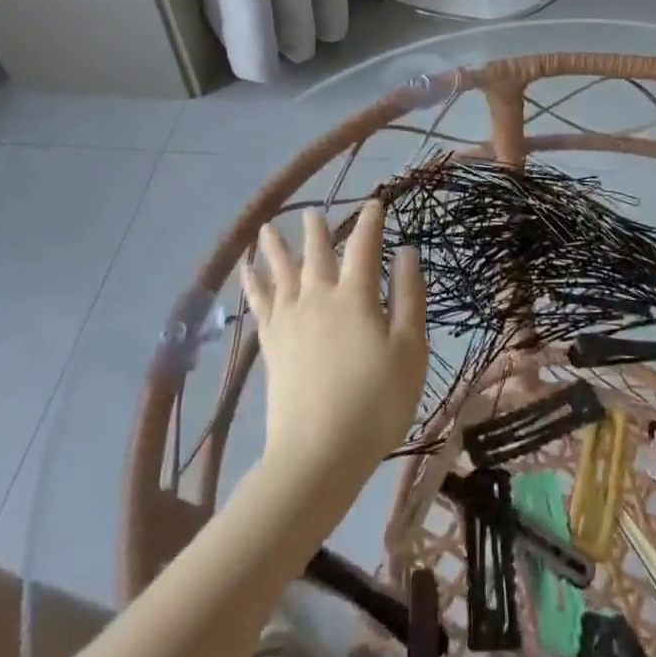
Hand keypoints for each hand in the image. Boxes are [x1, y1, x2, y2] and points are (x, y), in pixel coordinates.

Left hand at [244, 201, 427, 484]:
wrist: (318, 453)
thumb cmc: (376, 402)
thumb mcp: (410, 350)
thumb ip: (409, 297)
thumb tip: (406, 252)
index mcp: (356, 297)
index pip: (364, 248)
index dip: (371, 223)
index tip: (375, 203)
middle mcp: (319, 299)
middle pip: (316, 255)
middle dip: (317, 230)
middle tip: (311, 211)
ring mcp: (291, 322)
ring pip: (281, 273)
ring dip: (275, 249)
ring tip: (266, 228)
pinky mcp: (272, 346)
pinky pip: (259, 304)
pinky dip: (252, 283)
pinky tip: (245, 272)